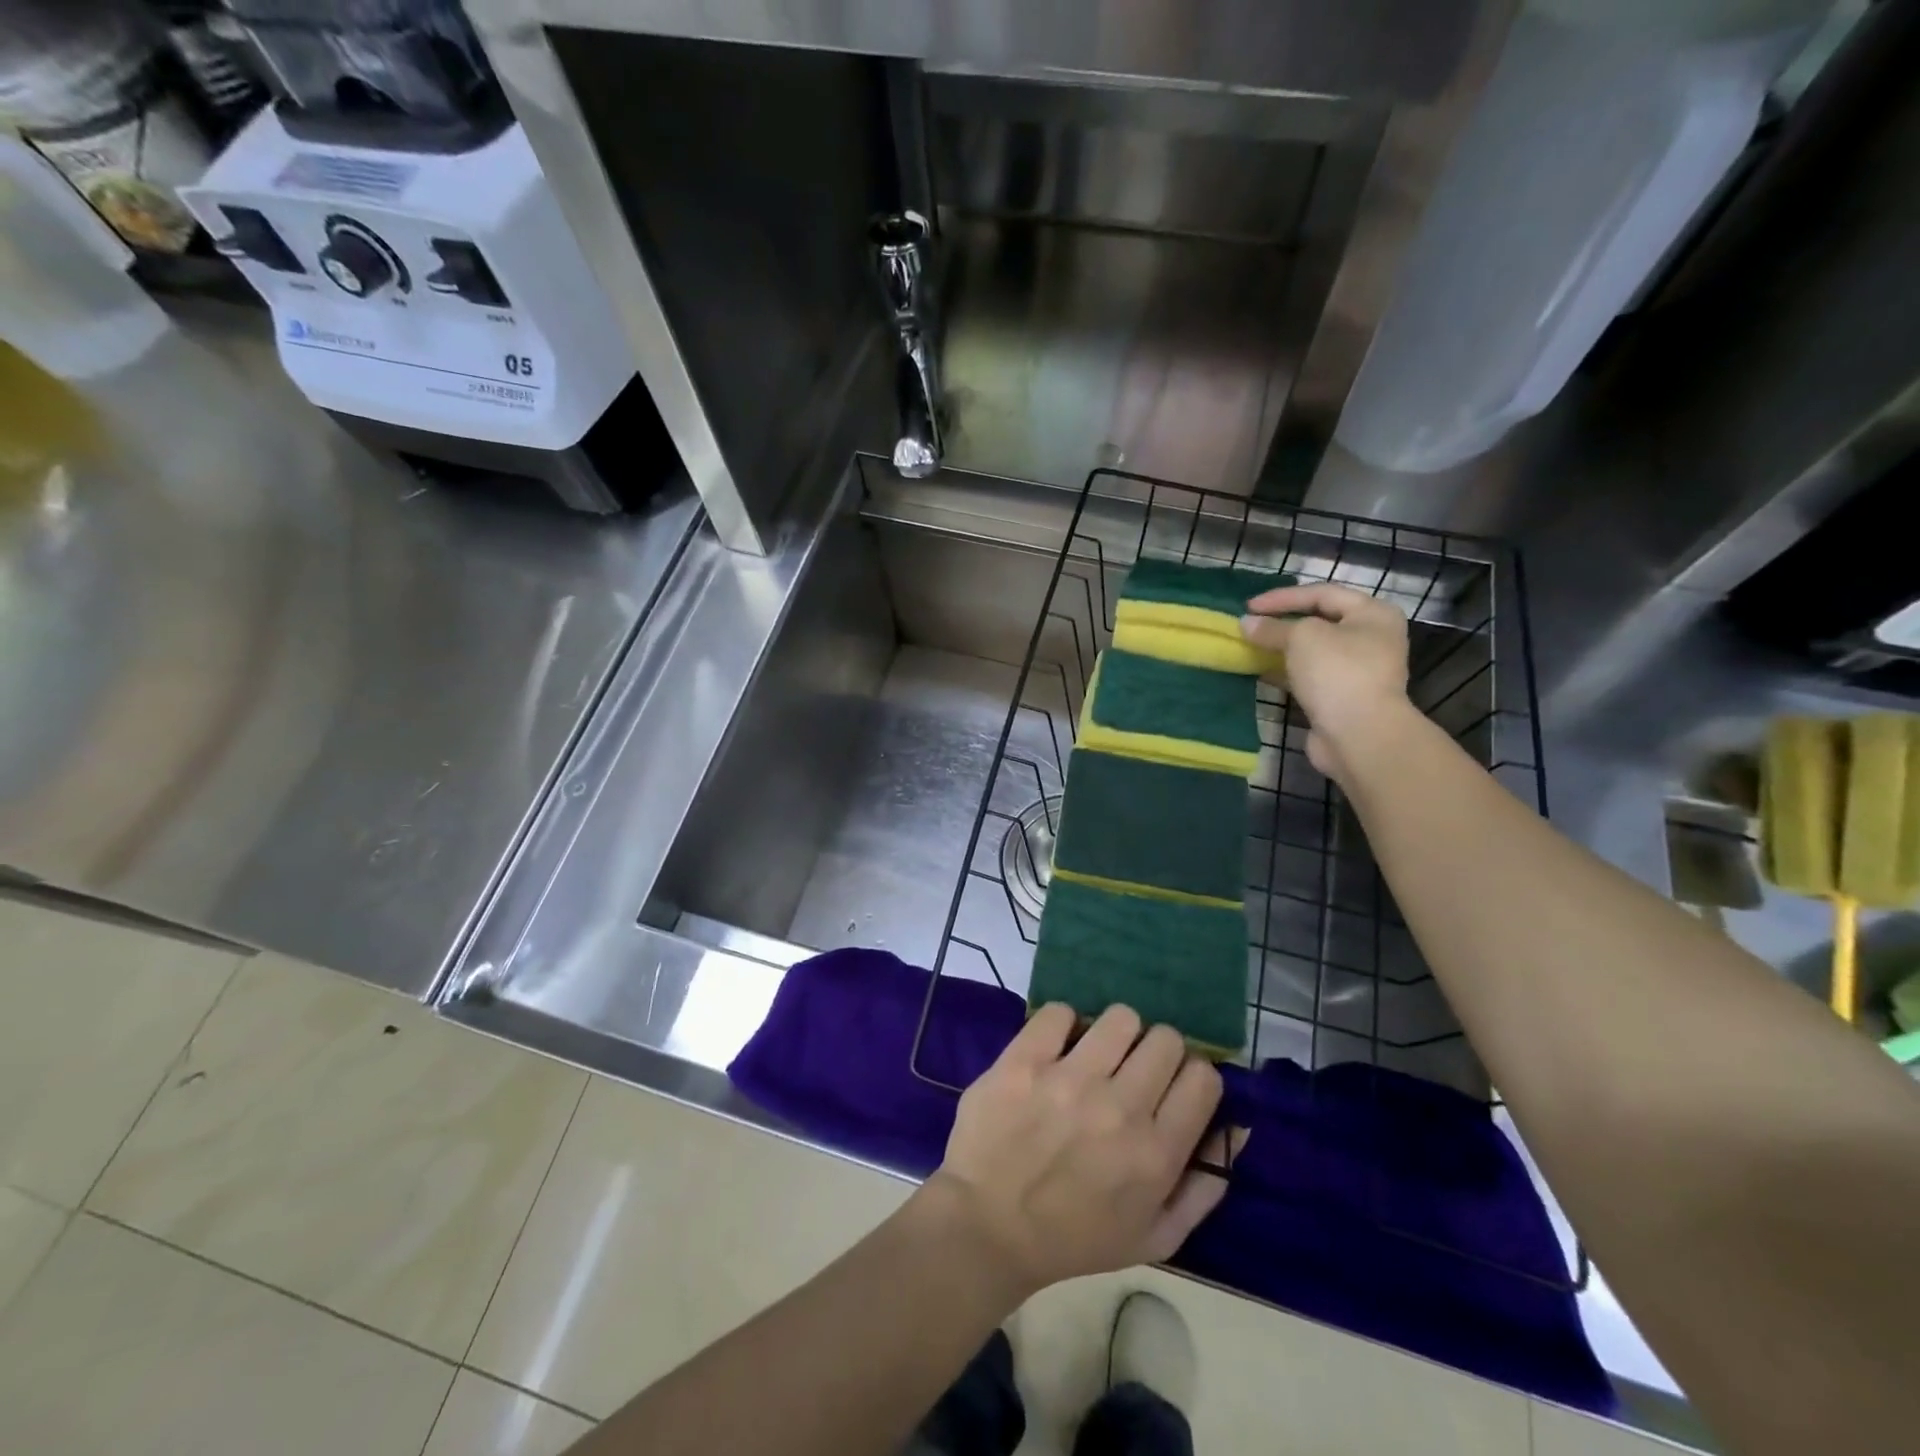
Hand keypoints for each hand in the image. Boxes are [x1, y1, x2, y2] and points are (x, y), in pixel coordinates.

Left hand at [924, 1004, 1236, 1297]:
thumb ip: (1205, 1185)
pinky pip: (1059, 1011)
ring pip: (1120, 1016)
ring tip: (1095, 1056)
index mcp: (1156, 1153)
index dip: (1191, 1076)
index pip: (1203, 1077)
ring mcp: (1068, 1080)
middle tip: (1131, 1071)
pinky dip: (1062, 1025)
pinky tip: (1055, 1050)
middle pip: (1166, 1038)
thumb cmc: (1075, 1238)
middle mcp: (1119, 1109)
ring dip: (1114, 1033)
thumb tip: (1238, 1126)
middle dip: (1155, 1051)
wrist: (988, 1227)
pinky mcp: (1024, 1060)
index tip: (1171, 1086)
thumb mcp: (1155, 1236)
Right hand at [1241, 583, 1412, 783]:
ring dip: (1281, 649)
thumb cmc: (1337, 672)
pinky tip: (1260, 671)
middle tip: (1250, 624)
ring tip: (1250, 646)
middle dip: (1282, 623)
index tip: (1249, 606)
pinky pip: (1309, 676)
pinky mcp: (1342, 697)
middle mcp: (1370, 638)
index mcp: (1373, 614)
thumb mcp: (1301, 638)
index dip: (1283, 597)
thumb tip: (1246, 623)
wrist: (1359, 735)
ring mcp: (1358, 670)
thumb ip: (1272, 628)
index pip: (1322, 593)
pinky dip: (1285, 671)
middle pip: (1319, 621)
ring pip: (1312, 651)